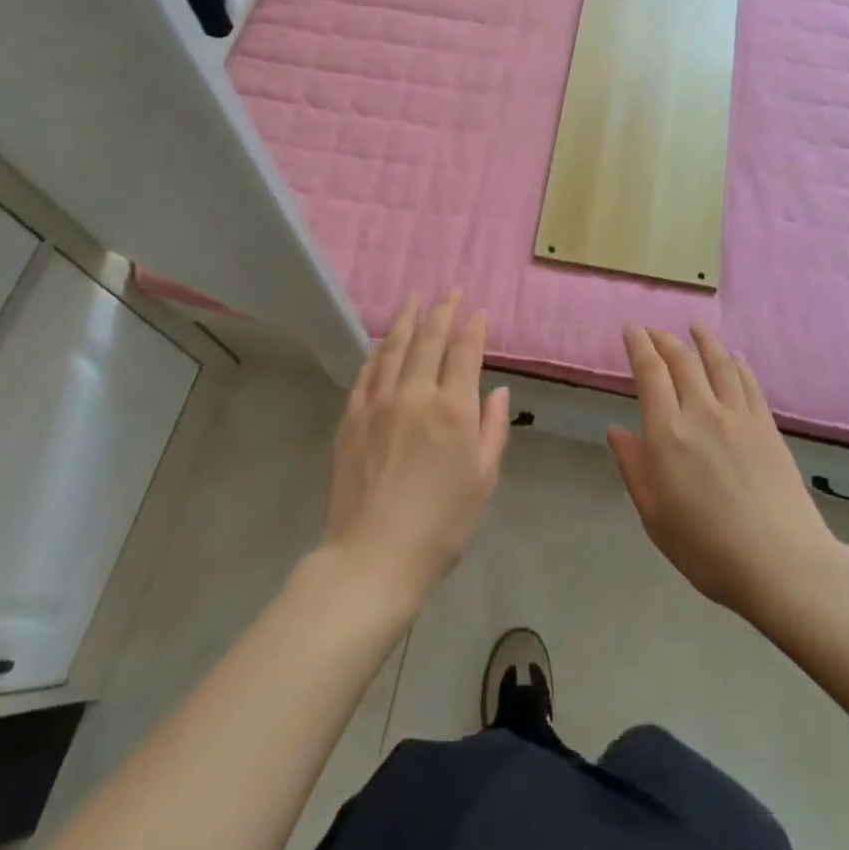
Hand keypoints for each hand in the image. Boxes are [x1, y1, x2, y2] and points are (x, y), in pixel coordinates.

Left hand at [322, 293, 510, 609]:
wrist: (373, 557)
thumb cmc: (441, 526)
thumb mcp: (483, 481)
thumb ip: (492, 429)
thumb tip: (497, 392)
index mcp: (453, 409)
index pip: (465, 352)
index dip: (473, 327)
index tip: (479, 312)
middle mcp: (415, 394)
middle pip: (428, 340)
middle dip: (441, 311)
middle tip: (449, 292)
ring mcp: (378, 403)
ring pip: (393, 348)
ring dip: (406, 320)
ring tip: (413, 300)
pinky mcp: (351, 417)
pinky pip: (366, 373)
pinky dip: (377, 353)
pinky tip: (381, 345)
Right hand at [609, 325, 838, 620]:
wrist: (782, 564)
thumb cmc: (707, 549)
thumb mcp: (655, 516)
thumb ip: (634, 467)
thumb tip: (616, 430)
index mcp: (668, 433)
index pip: (650, 374)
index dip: (639, 346)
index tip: (631, 329)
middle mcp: (702, 413)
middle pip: (682, 361)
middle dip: (665, 340)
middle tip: (654, 330)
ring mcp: (739, 417)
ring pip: (718, 364)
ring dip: (703, 340)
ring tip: (694, 326)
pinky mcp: (768, 427)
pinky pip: (749, 384)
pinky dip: (738, 364)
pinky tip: (734, 357)